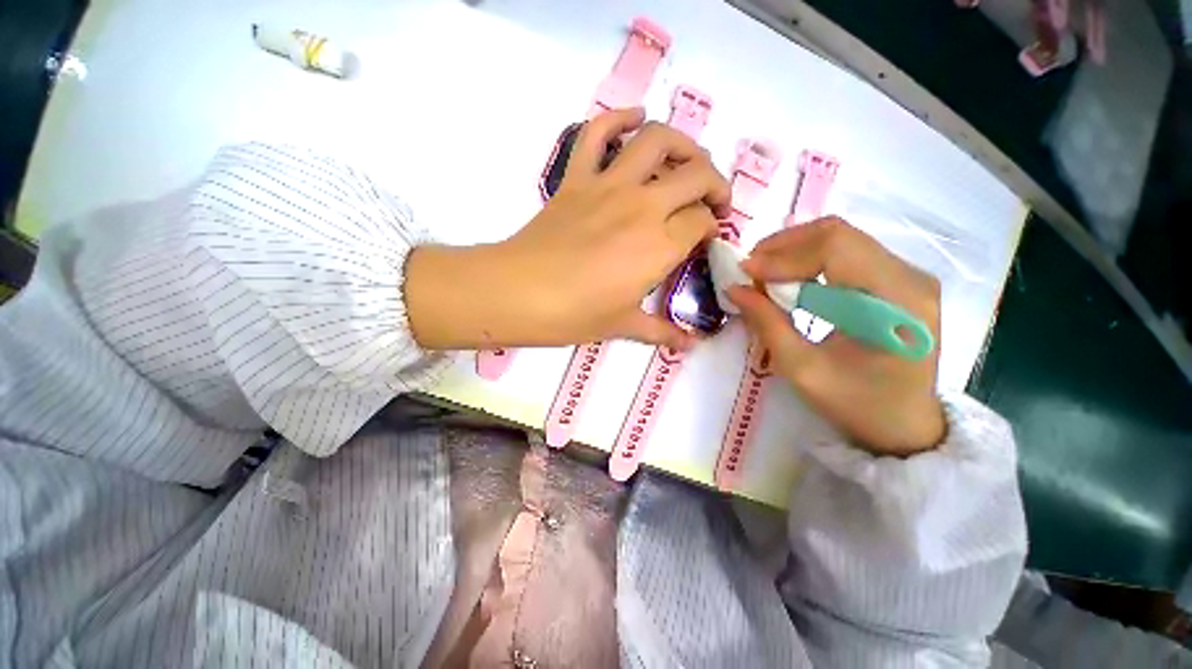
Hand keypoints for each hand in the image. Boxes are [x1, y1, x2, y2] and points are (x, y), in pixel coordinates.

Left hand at [407, 108, 729, 351]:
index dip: (710, 227)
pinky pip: (597, 132)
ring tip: (688, 160)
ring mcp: (608, 185)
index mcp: (659, 246)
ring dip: (683, 144)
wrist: (519, 293)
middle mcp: (643, 207)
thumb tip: (690, 346)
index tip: (705, 237)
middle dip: (715, 183)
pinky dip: (618, 118)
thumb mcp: (623, 325)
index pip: (702, 222)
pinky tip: (635, 119)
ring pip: (657, 141)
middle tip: (713, 200)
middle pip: (696, 175)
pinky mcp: (577, 178)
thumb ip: (662, 332)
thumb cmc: (574, 314)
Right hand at [727, 217, 945, 455]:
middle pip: (838, 234)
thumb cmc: (857, 404)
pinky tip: (788, 280)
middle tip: (749, 269)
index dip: (783, 255)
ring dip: (794, 251)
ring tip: (763, 274)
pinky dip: (809, 260)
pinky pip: (846, 253)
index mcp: (896, 302)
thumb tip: (734, 288)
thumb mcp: (803, 369)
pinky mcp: (897, 280)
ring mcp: (908, 275)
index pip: (835, 249)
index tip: (745, 272)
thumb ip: (767, 324)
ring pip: (841, 238)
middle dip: (784, 247)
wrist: (905, 424)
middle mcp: (910, 277)